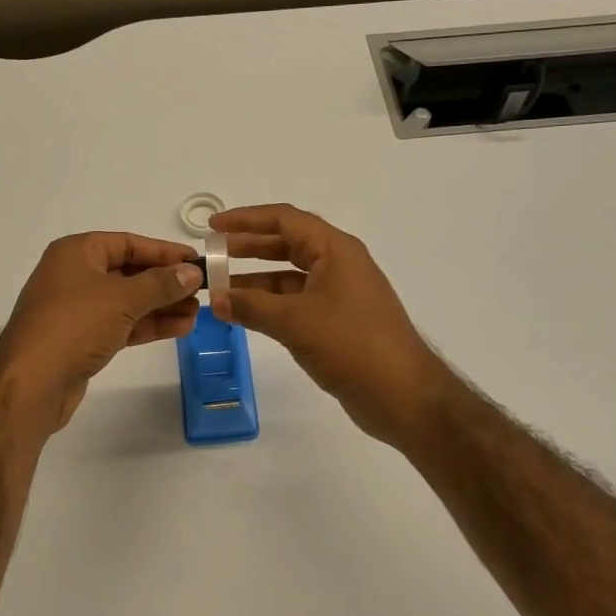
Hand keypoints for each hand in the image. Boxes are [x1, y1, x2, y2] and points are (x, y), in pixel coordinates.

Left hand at [0, 233, 202, 433]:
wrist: (30, 384)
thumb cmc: (74, 325)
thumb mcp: (122, 298)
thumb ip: (161, 283)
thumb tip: (193, 271)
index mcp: (77, 252)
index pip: (128, 243)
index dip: (164, 252)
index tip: (197, 261)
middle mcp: (75, 275)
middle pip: (129, 272)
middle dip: (166, 283)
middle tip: (202, 291)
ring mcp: (77, 309)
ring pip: (128, 301)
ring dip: (161, 306)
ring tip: (197, 313)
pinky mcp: (82, 339)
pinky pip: (121, 324)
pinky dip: (147, 325)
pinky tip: (179, 329)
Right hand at [211, 204, 458, 447]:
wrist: (403, 395)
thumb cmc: (352, 344)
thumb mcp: (295, 322)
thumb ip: (251, 307)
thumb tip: (217, 299)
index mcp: (335, 250)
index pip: (285, 219)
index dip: (246, 219)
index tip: (212, 227)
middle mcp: (338, 264)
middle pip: (286, 244)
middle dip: (248, 248)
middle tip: (212, 255)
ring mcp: (339, 294)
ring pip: (289, 276)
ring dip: (256, 280)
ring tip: (220, 288)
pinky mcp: (338, 322)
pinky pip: (296, 302)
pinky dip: (270, 304)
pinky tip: (245, 315)